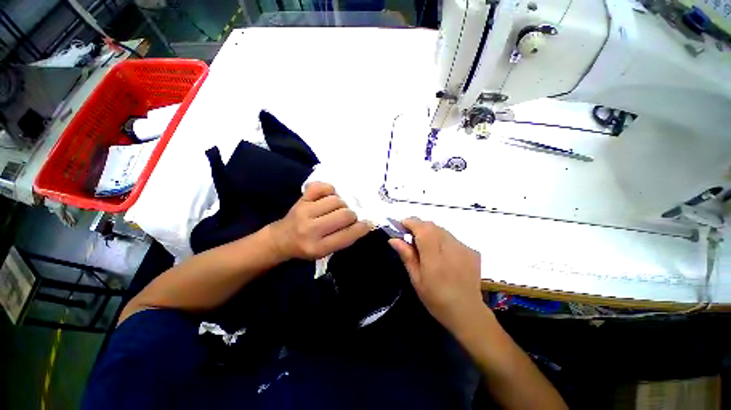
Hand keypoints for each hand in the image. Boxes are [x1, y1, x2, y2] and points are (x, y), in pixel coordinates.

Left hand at [270, 182, 370, 260]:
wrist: (282, 239)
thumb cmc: (307, 247)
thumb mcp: (326, 251)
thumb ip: (344, 238)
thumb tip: (364, 222)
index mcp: (318, 247)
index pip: (347, 235)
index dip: (362, 227)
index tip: (368, 223)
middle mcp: (310, 229)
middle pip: (345, 214)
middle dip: (352, 215)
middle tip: (347, 217)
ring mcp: (304, 211)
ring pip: (336, 200)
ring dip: (341, 204)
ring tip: (336, 209)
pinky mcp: (301, 199)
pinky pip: (322, 187)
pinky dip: (329, 190)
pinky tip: (328, 197)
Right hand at [389, 218, 483, 333]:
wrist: (467, 312)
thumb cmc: (436, 299)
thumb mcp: (416, 279)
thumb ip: (406, 256)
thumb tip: (393, 239)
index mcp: (434, 258)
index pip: (422, 229)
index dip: (410, 223)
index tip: (401, 225)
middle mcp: (451, 248)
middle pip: (432, 226)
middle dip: (419, 226)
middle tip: (410, 236)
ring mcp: (464, 248)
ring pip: (442, 230)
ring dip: (430, 232)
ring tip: (425, 245)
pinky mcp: (472, 251)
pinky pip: (452, 238)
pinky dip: (442, 239)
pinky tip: (442, 253)